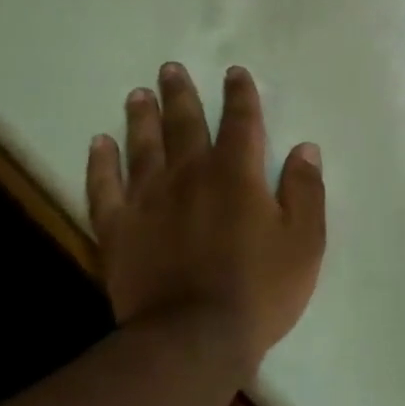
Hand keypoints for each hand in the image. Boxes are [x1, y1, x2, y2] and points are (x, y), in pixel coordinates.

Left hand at [85, 62, 325, 361]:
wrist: (194, 337)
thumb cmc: (260, 289)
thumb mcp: (304, 241)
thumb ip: (305, 191)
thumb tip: (304, 148)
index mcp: (237, 175)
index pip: (241, 122)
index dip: (240, 95)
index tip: (235, 73)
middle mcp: (189, 175)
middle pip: (184, 124)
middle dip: (182, 94)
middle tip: (171, 68)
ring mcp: (147, 200)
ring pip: (142, 146)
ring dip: (142, 117)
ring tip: (139, 94)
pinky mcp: (117, 229)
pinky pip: (103, 187)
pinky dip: (100, 163)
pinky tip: (99, 144)